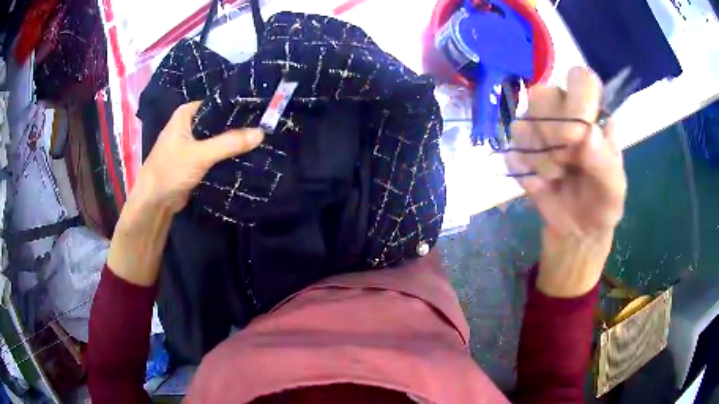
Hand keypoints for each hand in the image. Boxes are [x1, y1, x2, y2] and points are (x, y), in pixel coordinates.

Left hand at [133, 101, 263, 212]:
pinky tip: (245, 157)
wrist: (154, 202)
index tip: (259, 112)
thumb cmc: (170, 170)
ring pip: (217, 139)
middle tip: (264, 128)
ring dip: (233, 143)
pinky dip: (226, 156)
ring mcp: (191, 144)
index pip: (217, 104)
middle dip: (238, 127)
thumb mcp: (200, 154)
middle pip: (218, 122)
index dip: (237, 108)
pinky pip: (215, 154)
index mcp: (186, 114)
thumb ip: (229, 143)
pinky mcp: (195, 161)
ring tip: (260, 141)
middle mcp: (189, 125)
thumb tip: (261, 133)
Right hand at [505, 67, 626, 296]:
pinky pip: (511, 153)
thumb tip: (588, 132)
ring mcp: (537, 130)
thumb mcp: (614, 188)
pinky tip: (541, 184)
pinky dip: (526, 174)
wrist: (577, 229)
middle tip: (566, 162)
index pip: (579, 79)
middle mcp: (562, 112)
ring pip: (522, 124)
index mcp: (590, 113)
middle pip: (541, 95)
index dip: (576, 102)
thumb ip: (606, 162)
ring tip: (557, 177)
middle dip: (552, 135)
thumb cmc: (602, 202)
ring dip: (540, 159)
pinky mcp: (519, 151)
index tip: (577, 137)